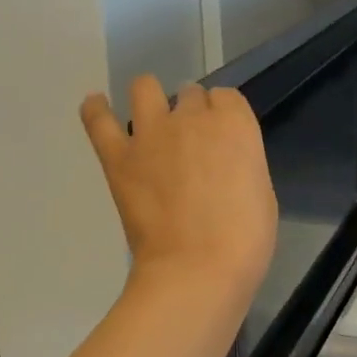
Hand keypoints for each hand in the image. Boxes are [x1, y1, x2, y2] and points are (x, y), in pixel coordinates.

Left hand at [80, 77, 277, 304]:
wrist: (197, 267)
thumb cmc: (245, 236)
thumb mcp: (260, 189)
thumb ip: (240, 163)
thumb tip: (222, 163)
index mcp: (235, 124)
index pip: (226, 97)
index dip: (223, 114)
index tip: (222, 135)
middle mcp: (193, 117)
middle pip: (190, 93)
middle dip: (191, 111)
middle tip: (191, 141)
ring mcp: (151, 133)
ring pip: (145, 89)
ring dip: (150, 98)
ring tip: (151, 118)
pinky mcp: (118, 156)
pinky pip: (98, 120)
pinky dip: (96, 109)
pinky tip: (97, 105)